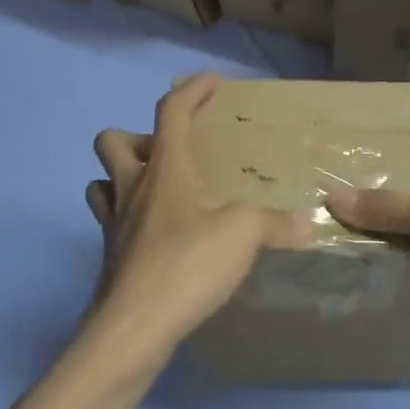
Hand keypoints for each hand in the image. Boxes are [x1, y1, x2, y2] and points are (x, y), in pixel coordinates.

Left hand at [86, 72, 308, 348]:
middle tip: (171, 155)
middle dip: (137, 136)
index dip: (191, 90)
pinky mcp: (111, 259)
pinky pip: (112, 224)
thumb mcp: (243, 235)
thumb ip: (275, 223)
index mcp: (164, 170)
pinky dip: (132, 222)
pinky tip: (161, 239)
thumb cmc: (187, 264)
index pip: (171, 112)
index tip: (211, 81)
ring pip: (102, 183)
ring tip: (159, 194)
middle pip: (111, 140)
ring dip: (123, 178)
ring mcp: (114, 225)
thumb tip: (307, 222)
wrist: (135, 326)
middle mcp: (132, 189)